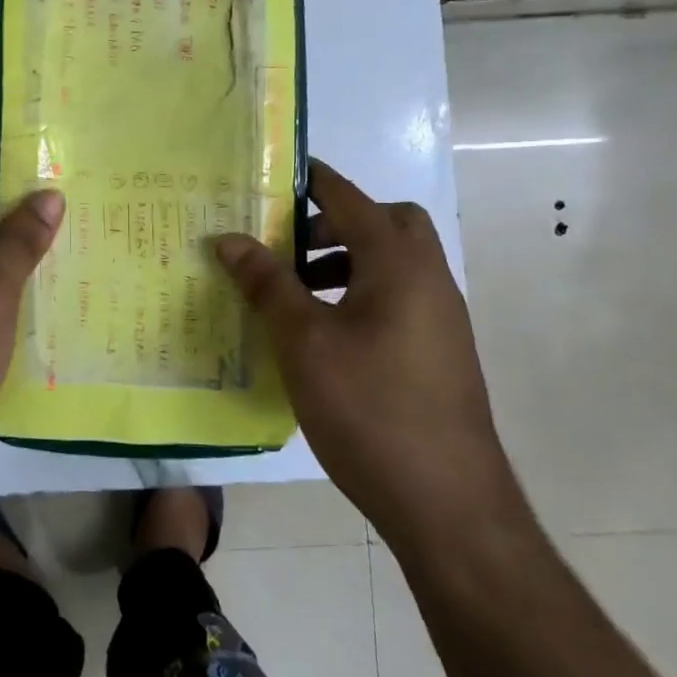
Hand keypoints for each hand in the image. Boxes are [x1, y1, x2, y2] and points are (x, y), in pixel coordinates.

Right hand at [215, 161, 520, 555]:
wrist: (447, 502)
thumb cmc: (369, 407)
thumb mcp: (304, 341)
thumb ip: (267, 283)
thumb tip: (229, 238)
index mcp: (399, 264)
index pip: (352, 200)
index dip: (314, 182)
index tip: (278, 174)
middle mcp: (429, 280)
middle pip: (388, 224)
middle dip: (338, 222)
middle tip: (290, 243)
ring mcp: (441, 319)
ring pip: (394, 264)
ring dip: (348, 260)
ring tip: (297, 291)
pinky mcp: (440, 353)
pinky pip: (399, 298)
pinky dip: (361, 294)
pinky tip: (325, 334)